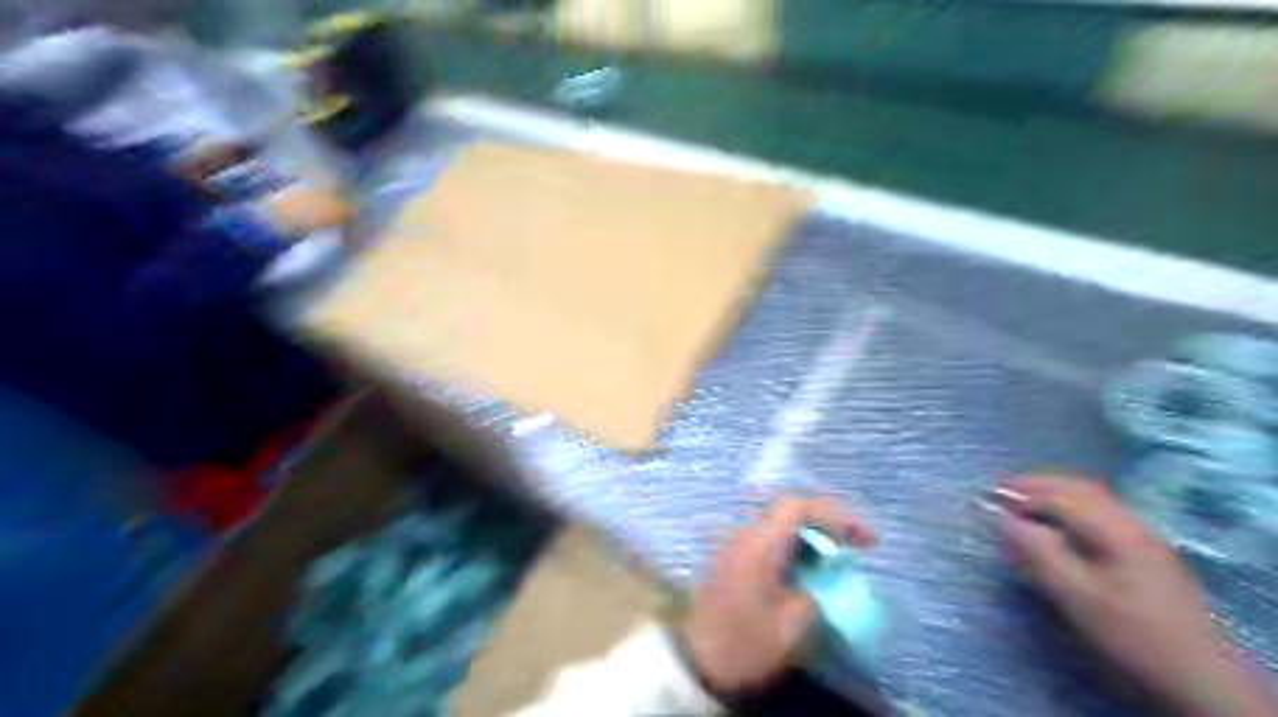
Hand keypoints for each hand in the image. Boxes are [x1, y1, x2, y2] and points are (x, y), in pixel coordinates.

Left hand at [678, 500, 878, 698]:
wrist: (697, 664)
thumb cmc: (747, 644)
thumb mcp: (794, 626)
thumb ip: (816, 594)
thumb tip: (820, 583)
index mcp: (759, 544)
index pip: (799, 507)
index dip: (836, 516)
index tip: (865, 540)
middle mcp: (743, 535)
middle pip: (786, 512)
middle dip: (823, 524)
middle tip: (852, 546)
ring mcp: (731, 546)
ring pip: (775, 526)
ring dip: (806, 537)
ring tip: (832, 561)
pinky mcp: (727, 561)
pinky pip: (764, 542)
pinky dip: (789, 549)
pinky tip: (803, 572)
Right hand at [1004, 474, 1272, 712]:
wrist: (1199, 680)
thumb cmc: (1130, 635)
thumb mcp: (1076, 597)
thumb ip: (1037, 553)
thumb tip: (1002, 519)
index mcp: (1115, 531)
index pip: (1060, 497)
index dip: (1021, 493)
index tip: (987, 495)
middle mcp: (1132, 525)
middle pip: (1080, 489)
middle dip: (1037, 485)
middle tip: (1001, 490)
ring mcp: (1144, 539)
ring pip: (1093, 500)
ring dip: (1054, 493)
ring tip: (1023, 502)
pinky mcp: (1148, 556)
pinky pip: (1101, 514)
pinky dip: (1070, 507)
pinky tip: (1059, 524)